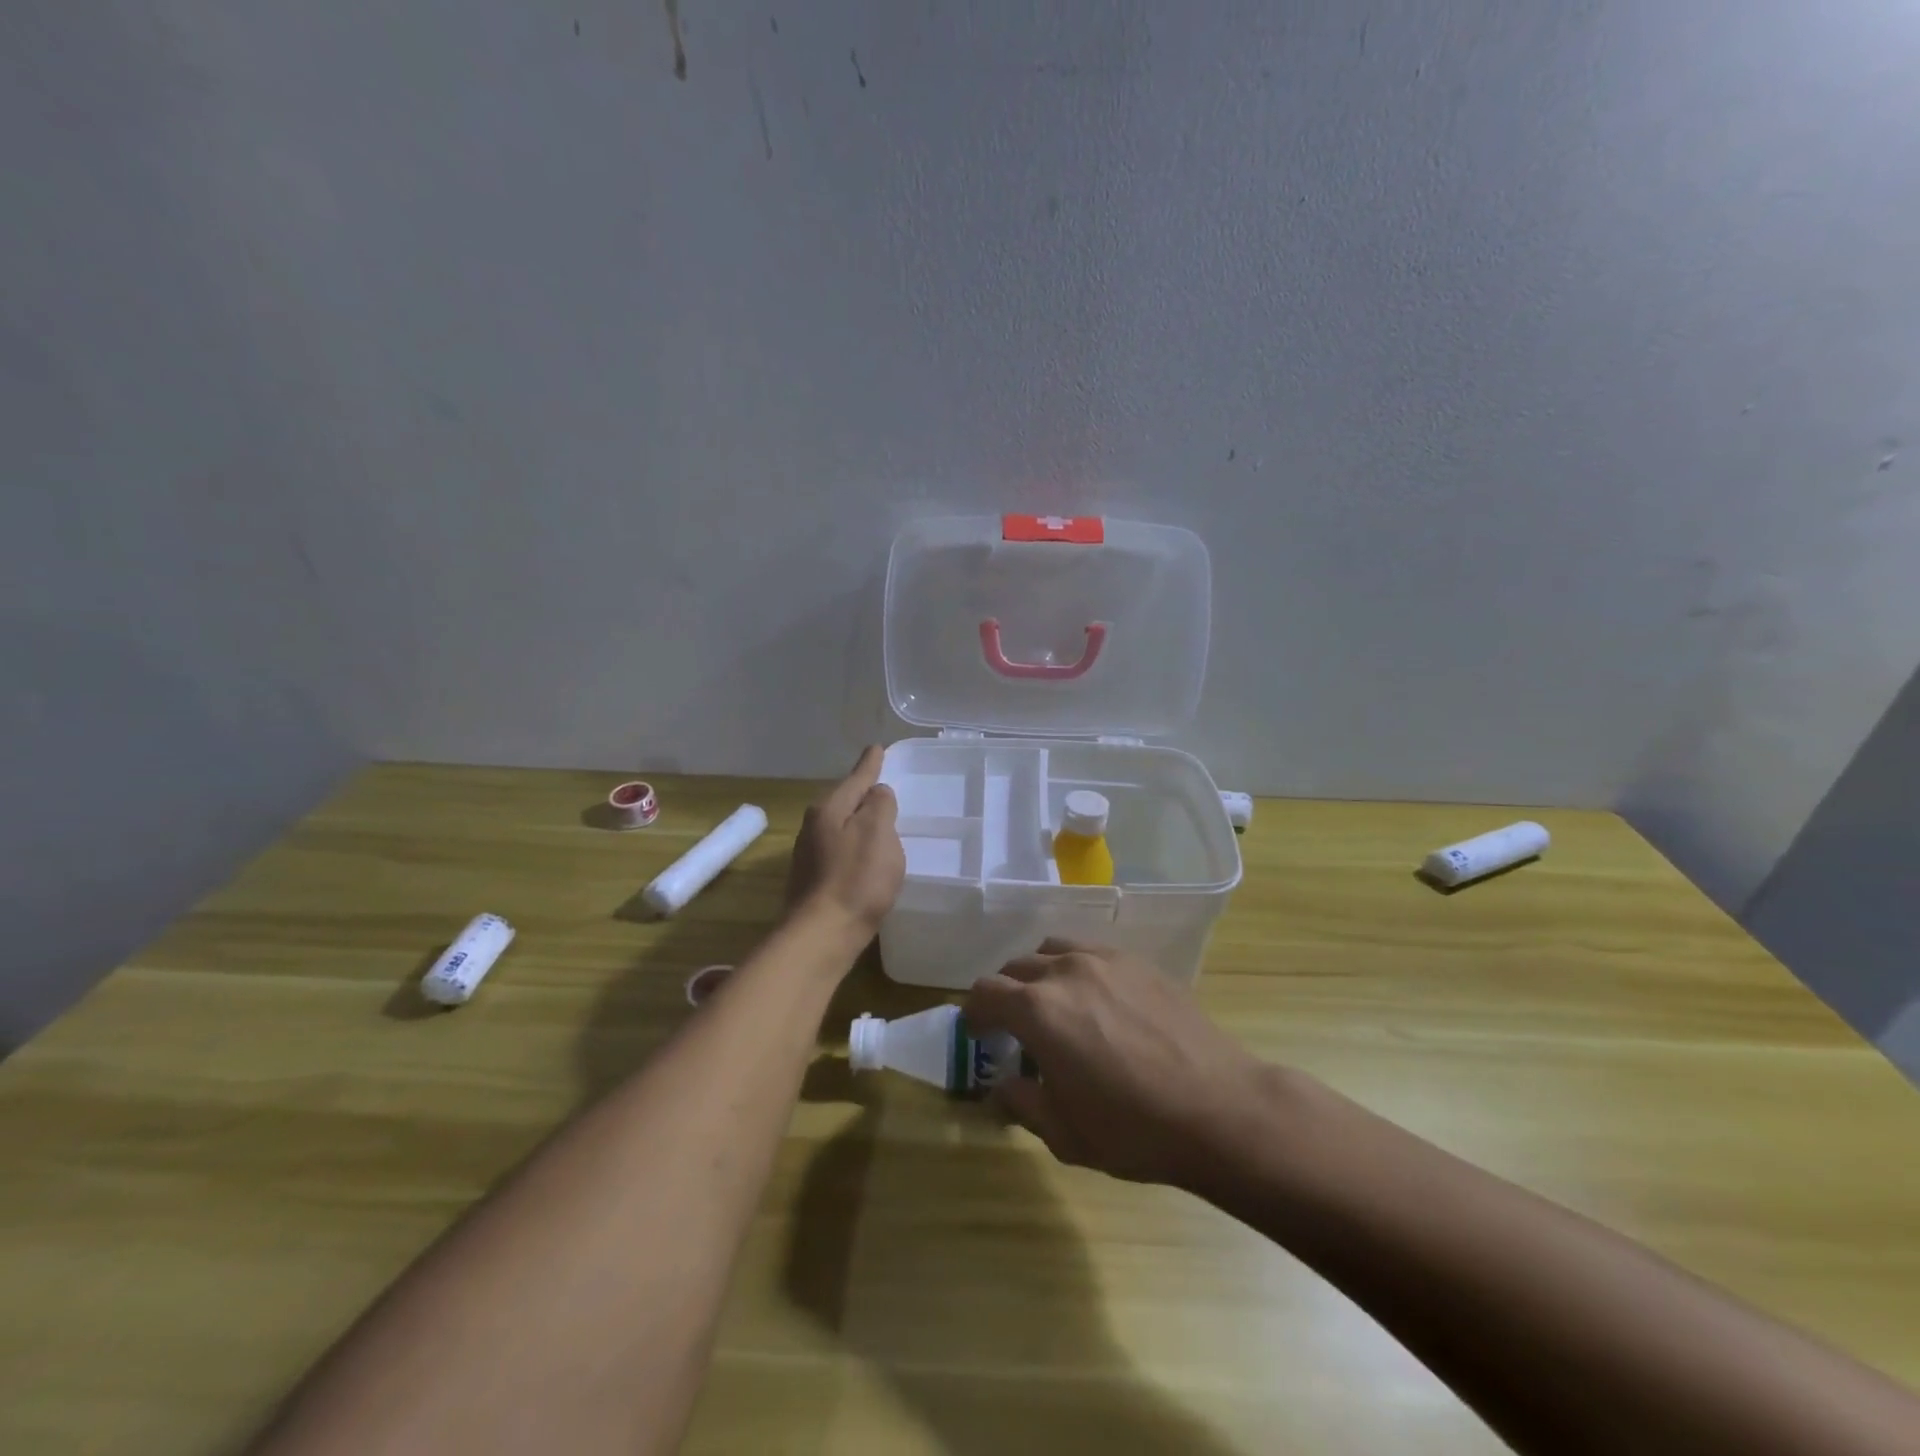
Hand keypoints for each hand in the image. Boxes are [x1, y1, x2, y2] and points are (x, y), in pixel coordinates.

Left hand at [785, 746, 904, 933]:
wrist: (823, 935)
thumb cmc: (856, 878)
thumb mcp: (878, 832)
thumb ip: (880, 805)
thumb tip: (876, 794)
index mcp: (829, 809)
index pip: (856, 778)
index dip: (870, 764)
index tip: (877, 748)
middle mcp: (813, 827)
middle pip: (844, 802)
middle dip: (863, 795)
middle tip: (883, 787)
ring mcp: (809, 856)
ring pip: (840, 828)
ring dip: (858, 824)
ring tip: (879, 823)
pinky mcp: (813, 882)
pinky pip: (840, 852)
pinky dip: (855, 849)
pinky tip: (866, 860)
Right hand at [963, 940, 1274, 1187]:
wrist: (1219, 1109)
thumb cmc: (1133, 1129)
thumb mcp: (1064, 1132)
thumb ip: (1020, 1103)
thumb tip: (1001, 1087)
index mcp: (1038, 1010)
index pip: (985, 992)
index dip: (973, 1011)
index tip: (976, 1031)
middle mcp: (1065, 972)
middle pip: (1017, 966)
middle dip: (1006, 993)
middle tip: (1014, 1026)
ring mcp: (1106, 960)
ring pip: (1054, 950)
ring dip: (1041, 974)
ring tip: (1055, 1004)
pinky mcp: (1140, 962)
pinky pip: (1092, 952)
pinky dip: (1078, 968)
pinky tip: (1099, 1001)